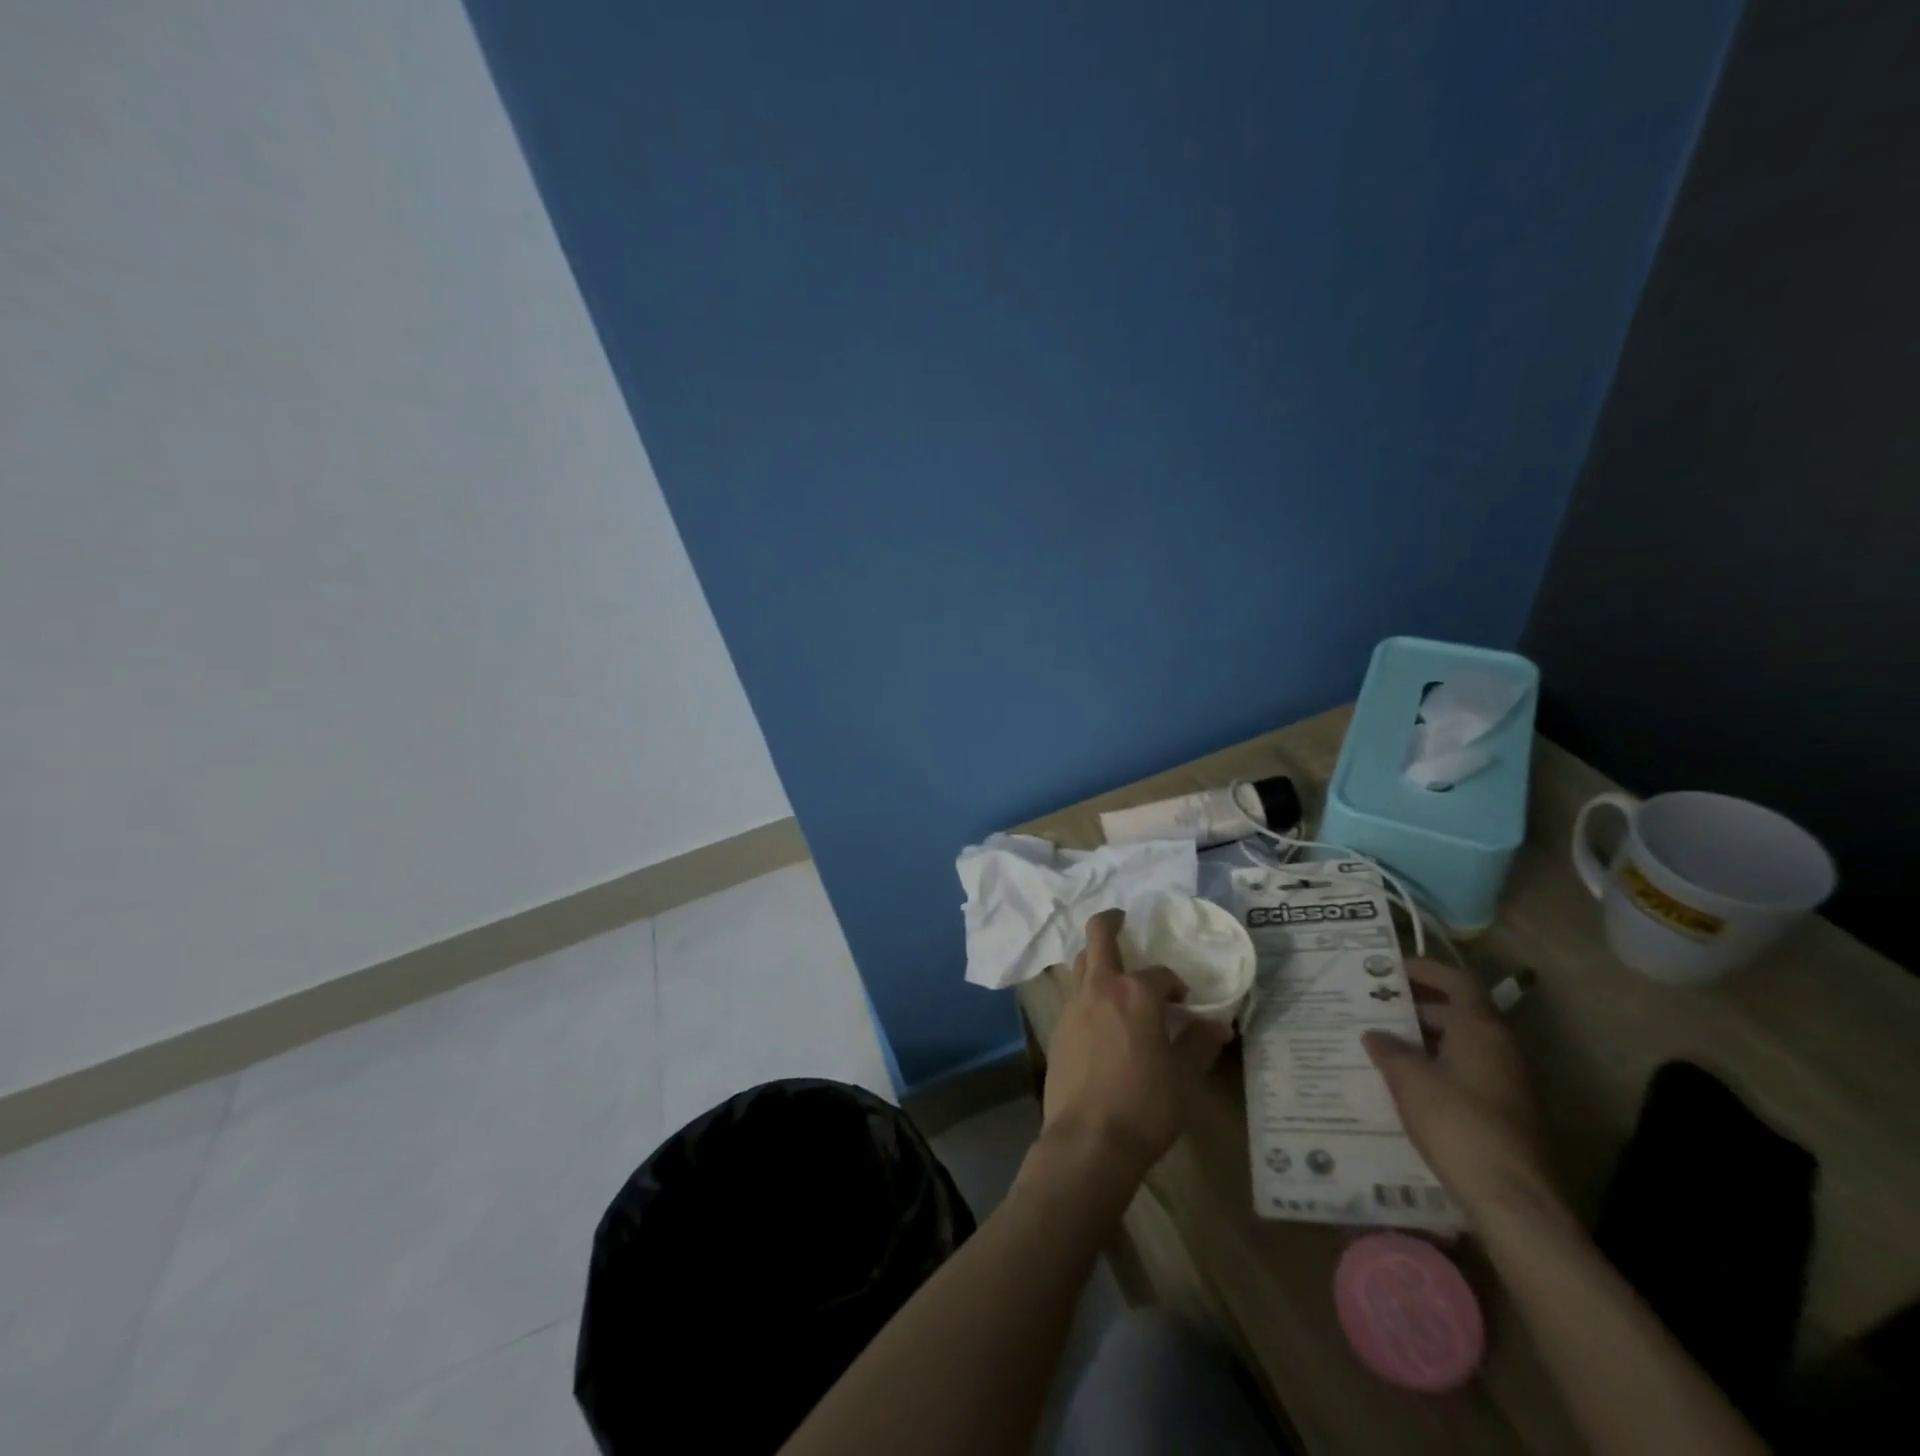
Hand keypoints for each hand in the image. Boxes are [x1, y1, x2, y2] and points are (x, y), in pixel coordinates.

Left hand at [1038, 909, 1233, 1184]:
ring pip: (1081, 963)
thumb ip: (1199, 1044)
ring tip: (1114, 972)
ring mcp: (1073, 1005)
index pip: (1160, 974)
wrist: (1088, 1139)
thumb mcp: (1184, 1079)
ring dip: (1096, 958)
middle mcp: (1100, 988)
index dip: (1174, 984)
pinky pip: (1073, 993)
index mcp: (1135, 993)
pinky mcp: (1058, 1027)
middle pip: (1098, 935)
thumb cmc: (1145, 1106)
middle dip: (1111, 921)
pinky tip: (1099, 1013)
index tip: (1183, 1002)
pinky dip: (1087, 990)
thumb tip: (1219, 1025)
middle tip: (1123, 920)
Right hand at [1364, 959, 1556, 1224]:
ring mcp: (1508, 1083)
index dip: (1425, 969)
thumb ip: (1389, 1050)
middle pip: (1459, 1012)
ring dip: (1425, 1039)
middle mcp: (1500, 1048)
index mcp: (1480, 1029)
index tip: (1391, 968)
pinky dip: (1437, 1067)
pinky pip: (1466, 1073)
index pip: (1457, 981)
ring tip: (1383, 1043)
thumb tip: (1375, 1033)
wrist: (1513, 1201)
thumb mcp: (1410, 1080)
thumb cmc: (1458, 1125)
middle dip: (1418, 1006)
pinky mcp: (1506, 1113)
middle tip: (1376, 1006)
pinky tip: (1406, 1084)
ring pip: (1462, 1045)